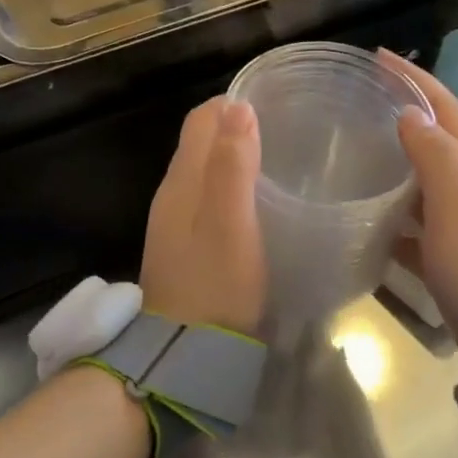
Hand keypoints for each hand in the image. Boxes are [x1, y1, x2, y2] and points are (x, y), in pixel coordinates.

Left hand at [141, 98, 266, 338]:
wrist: (184, 352)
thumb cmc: (216, 284)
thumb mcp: (231, 223)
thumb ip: (233, 165)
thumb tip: (238, 106)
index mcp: (182, 181)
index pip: (201, 120)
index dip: (233, 105)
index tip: (274, 104)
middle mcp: (172, 193)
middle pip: (200, 143)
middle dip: (236, 128)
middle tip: (285, 132)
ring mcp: (175, 222)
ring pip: (203, 172)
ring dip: (234, 158)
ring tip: (279, 161)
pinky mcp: (184, 246)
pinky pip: (206, 199)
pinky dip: (230, 188)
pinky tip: (257, 203)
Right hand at [379, 50, 457, 376]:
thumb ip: (435, 159)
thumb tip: (411, 113)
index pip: (444, 111)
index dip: (415, 79)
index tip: (378, 57)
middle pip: (435, 141)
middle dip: (404, 112)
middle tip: (360, 101)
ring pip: (422, 184)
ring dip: (394, 163)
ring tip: (354, 154)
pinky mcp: (450, 264)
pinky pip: (414, 230)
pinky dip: (391, 220)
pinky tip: (365, 224)